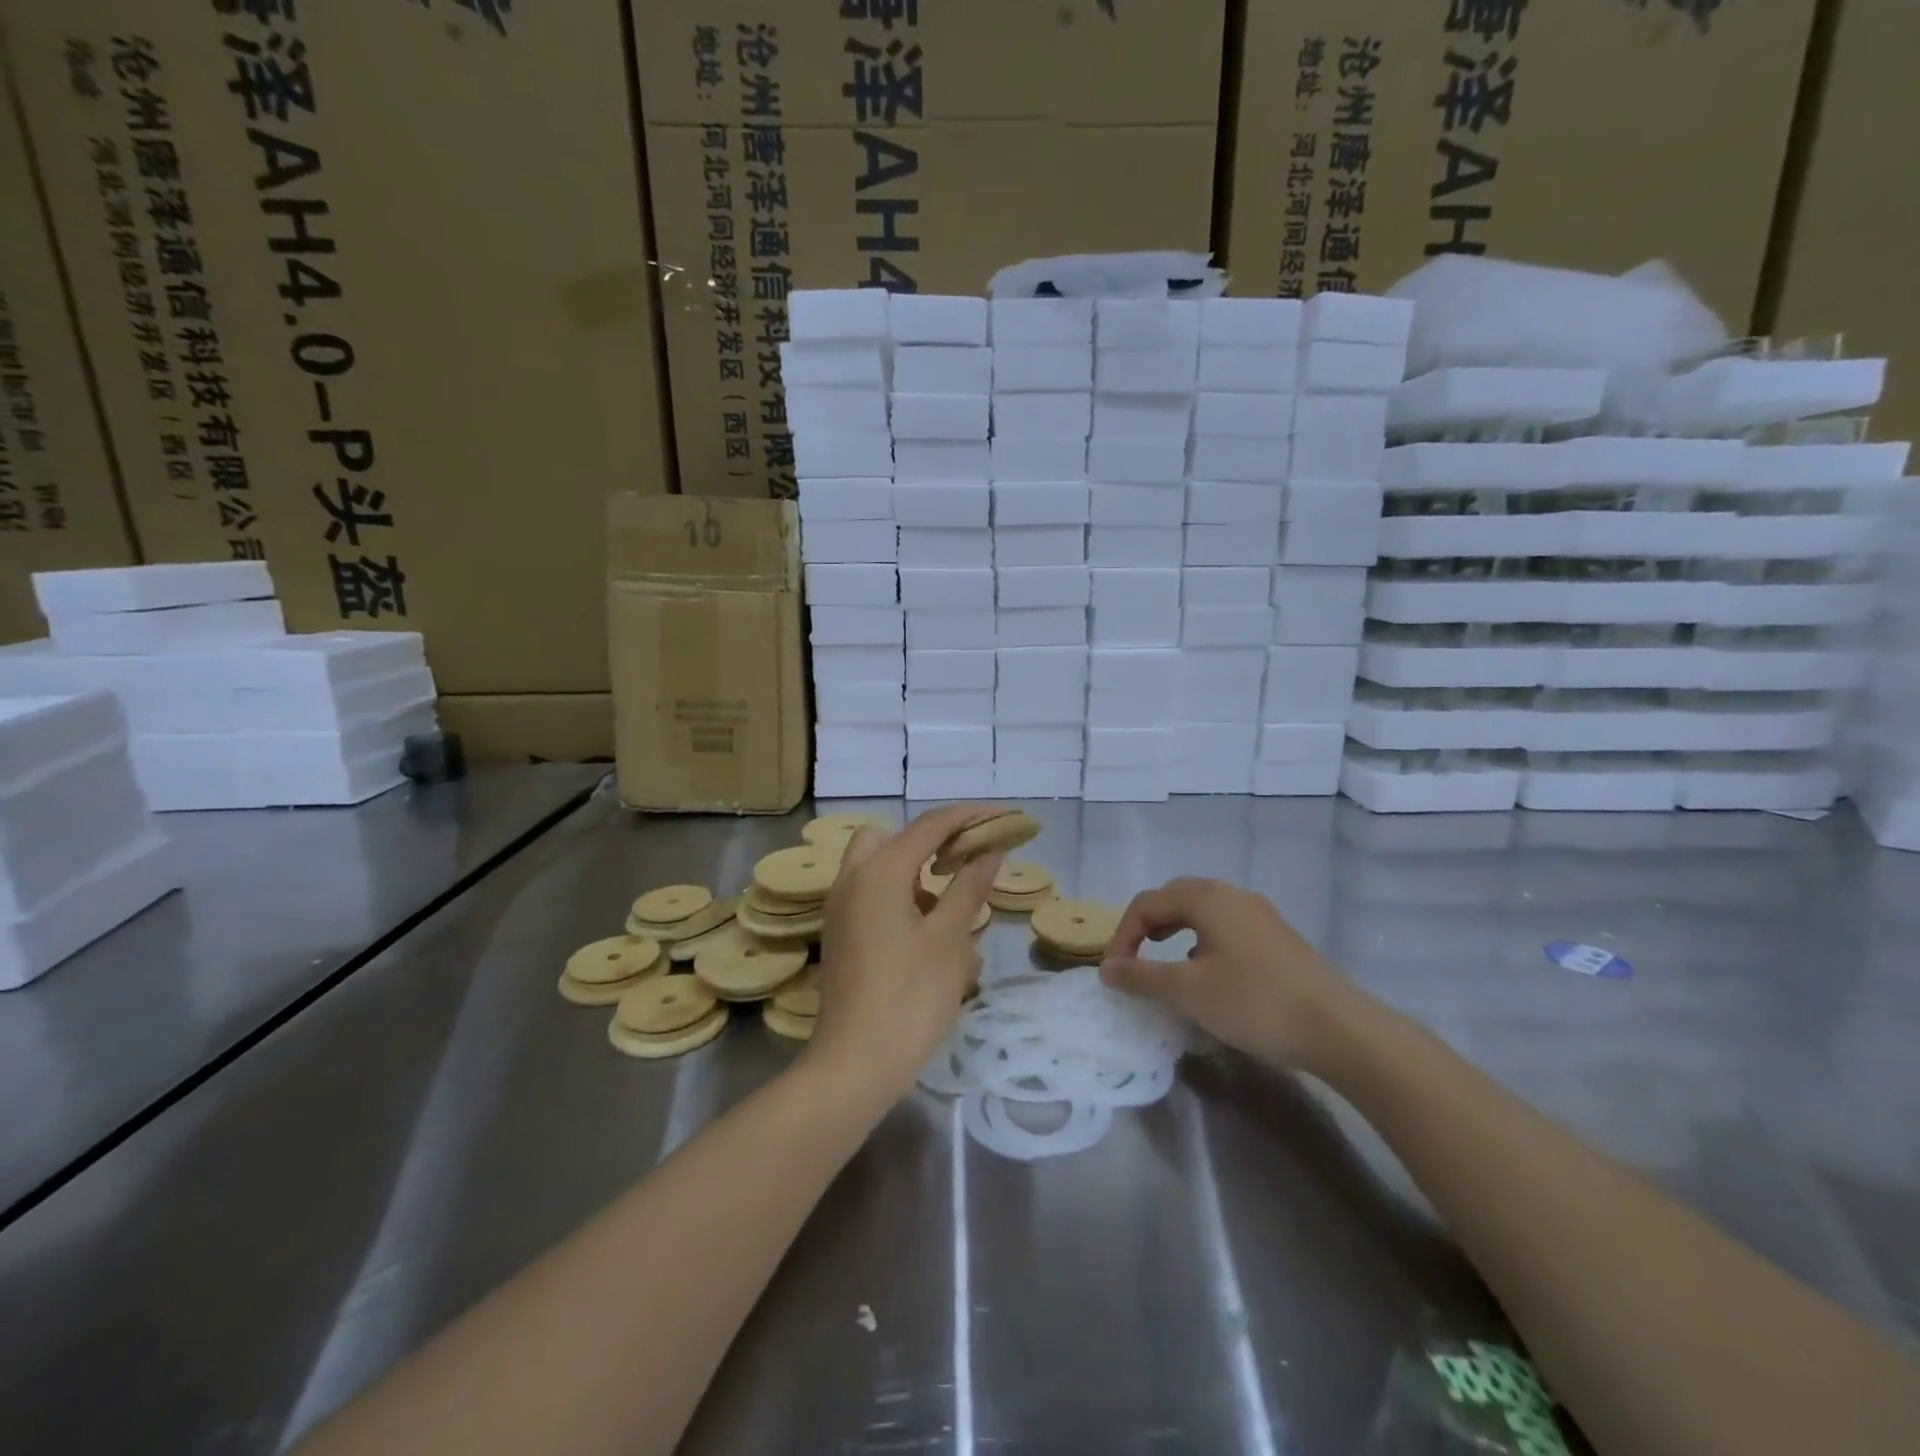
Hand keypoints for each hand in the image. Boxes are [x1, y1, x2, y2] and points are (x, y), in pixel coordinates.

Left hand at [805, 804, 1002, 1100]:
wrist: (855, 1065)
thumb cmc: (911, 998)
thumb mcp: (950, 940)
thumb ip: (969, 886)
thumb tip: (990, 849)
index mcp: (880, 872)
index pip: (929, 825)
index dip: (969, 816)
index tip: (1003, 817)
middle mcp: (852, 879)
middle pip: (890, 838)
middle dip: (928, 841)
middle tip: (964, 861)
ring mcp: (840, 909)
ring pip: (878, 868)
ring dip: (914, 871)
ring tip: (954, 903)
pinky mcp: (841, 935)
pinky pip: (871, 896)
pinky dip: (899, 897)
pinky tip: (929, 933)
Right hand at [1100, 878, 1372, 1077]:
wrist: (1339, 1028)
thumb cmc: (1255, 1002)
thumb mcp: (1188, 992)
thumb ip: (1141, 977)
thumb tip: (1106, 969)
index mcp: (1206, 897)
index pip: (1146, 903)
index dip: (1122, 936)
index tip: (1115, 974)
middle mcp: (1231, 894)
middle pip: (1173, 898)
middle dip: (1145, 927)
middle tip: (1133, 962)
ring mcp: (1258, 913)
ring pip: (1201, 911)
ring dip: (1172, 931)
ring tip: (1163, 962)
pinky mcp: (1276, 936)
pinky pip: (1224, 926)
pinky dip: (1200, 940)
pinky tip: (1206, 971)